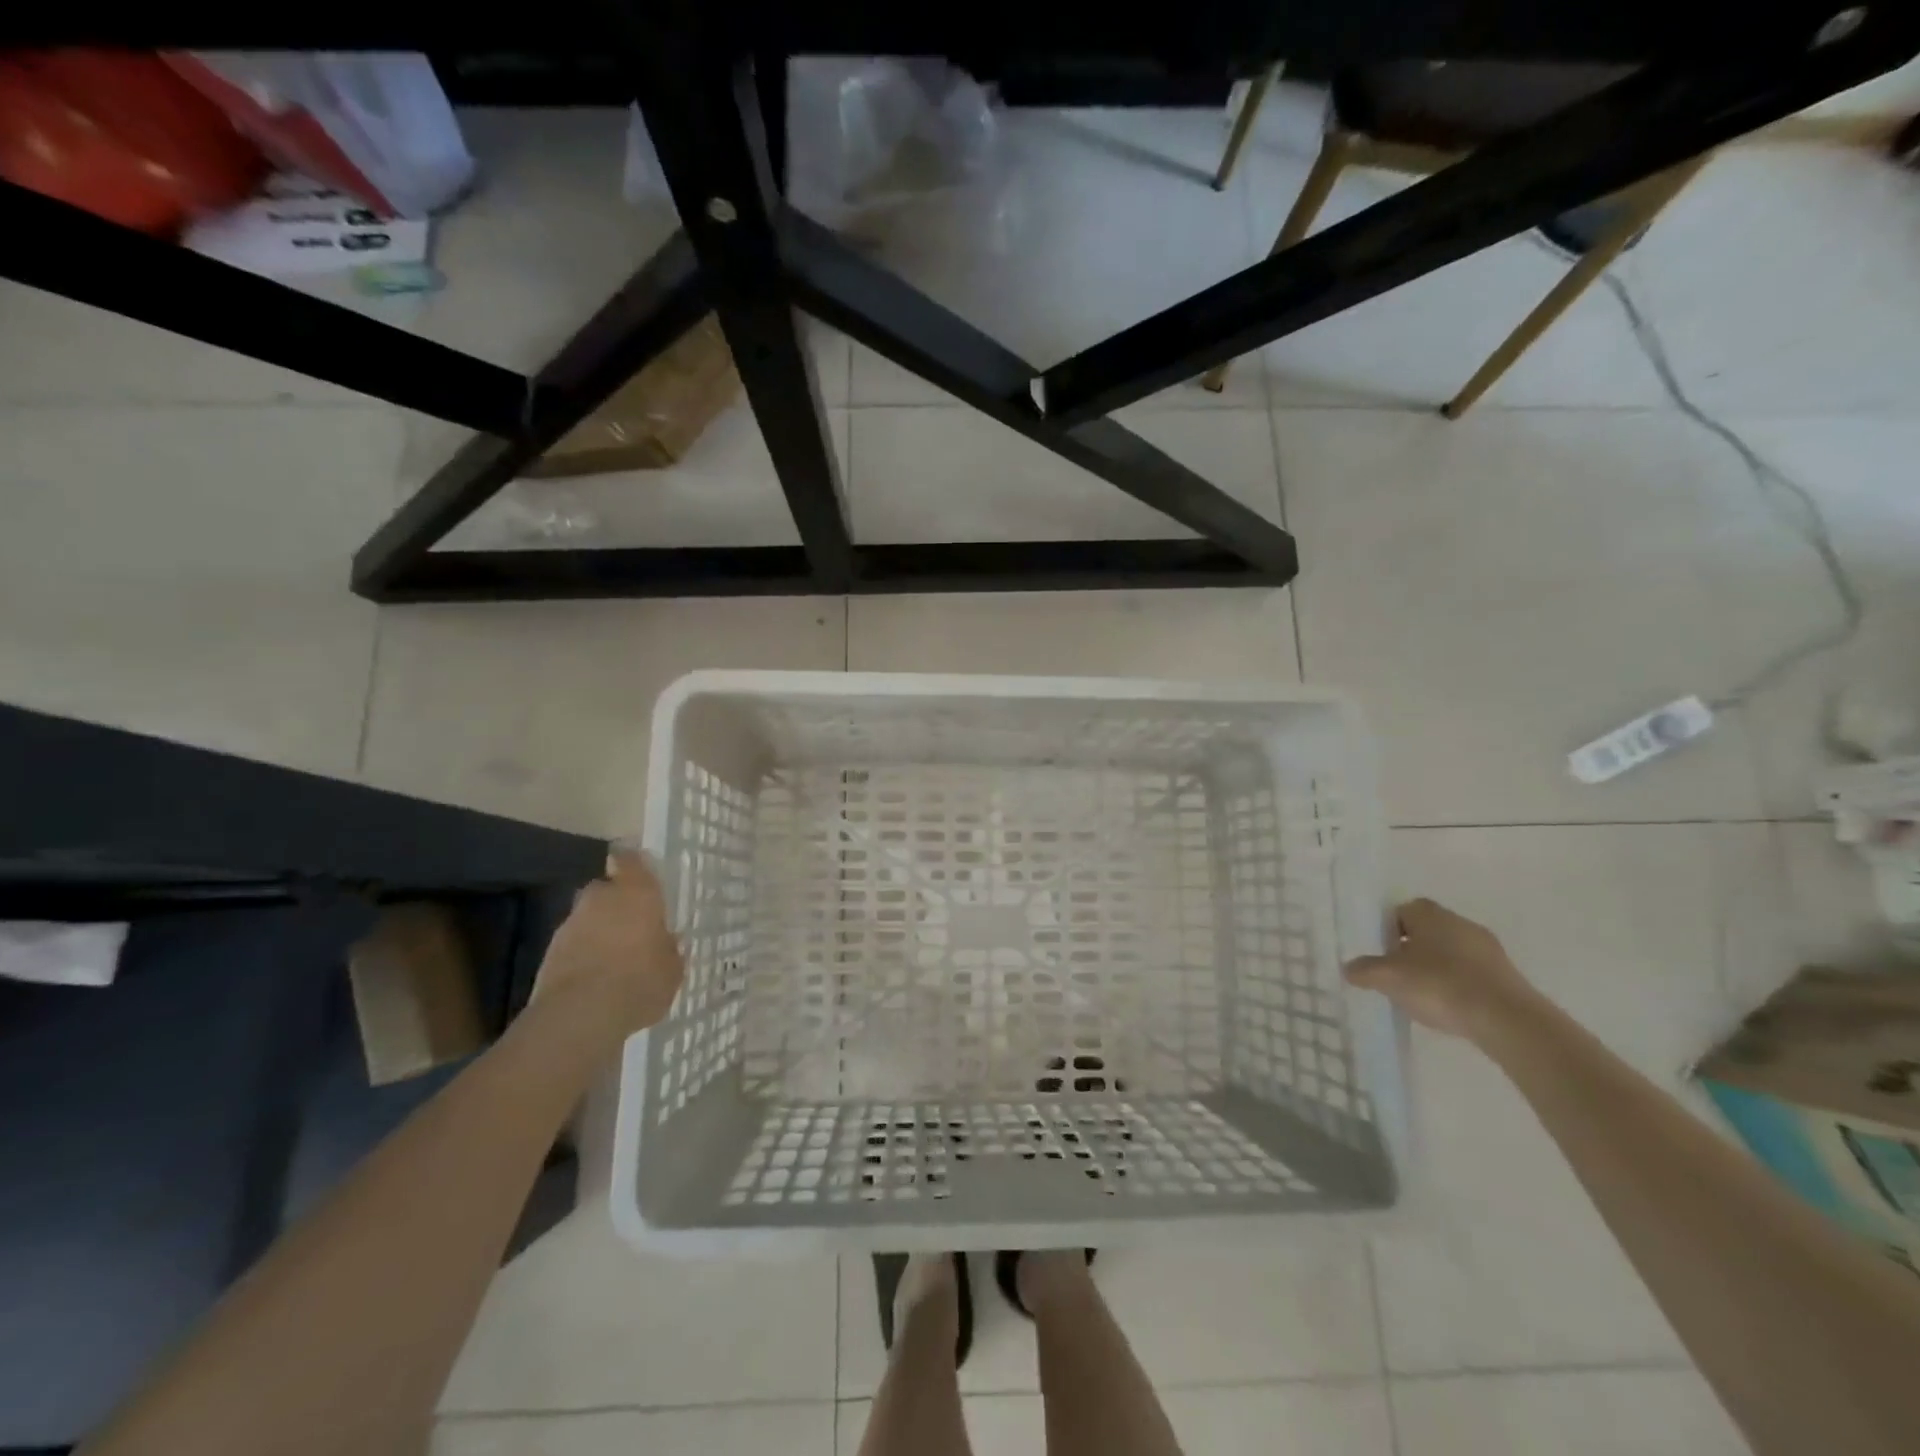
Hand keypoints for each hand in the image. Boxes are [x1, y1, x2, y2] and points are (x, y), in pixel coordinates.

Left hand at [534, 850, 684, 1032]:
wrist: (581, 1015)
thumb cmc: (641, 981)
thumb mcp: (672, 968)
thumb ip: (669, 949)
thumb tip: (666, 941)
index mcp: (637, 893)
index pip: (631, 860)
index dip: (634, 863)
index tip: (640, 872)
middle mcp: (601, 899)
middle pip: (605, 889)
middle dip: (615, 902)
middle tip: (632, 924)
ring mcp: (570, 925)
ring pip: (587, 917)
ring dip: (598, 929)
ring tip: (614, 957)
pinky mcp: (549, 953)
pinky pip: (573, 944)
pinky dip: (582, 953)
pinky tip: (596, 976)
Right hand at [1344, 898, 1539, 1041]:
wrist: (1507, 1020)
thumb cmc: (1439, 985)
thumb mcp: (1388, 978)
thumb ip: (1364, 970)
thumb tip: (1349, 968)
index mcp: (1430, 914)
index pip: (1402, 910)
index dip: (1387, 929)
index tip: (1380, 952)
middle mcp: (1460, 922)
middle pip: (1427, 930)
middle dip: (1410, 949)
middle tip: (1396, 974)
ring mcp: (1488, 948)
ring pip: (1451, 951)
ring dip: (1436, 968)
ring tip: (1423, 995)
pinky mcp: (1507, 974)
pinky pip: (1471, 972)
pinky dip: (1458, 984)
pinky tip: (1450, 1007)